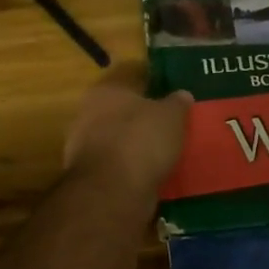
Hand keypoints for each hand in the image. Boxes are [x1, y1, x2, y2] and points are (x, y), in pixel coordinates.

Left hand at [64, 63, 192, 200]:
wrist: (113, 192)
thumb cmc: (141, 140)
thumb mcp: (171, 116)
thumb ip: (177, 103)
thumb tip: (182, 94)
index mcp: (106, 90)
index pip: (131, 76)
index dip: (153, 81)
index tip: (173, 90)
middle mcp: (89, 114)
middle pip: (122, 110)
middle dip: (144, 117)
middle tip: (172, 123)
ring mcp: (86, 147)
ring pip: (119, 139)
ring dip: (138, 144)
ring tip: (166, 151)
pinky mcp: (92, 176)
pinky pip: (118, 165)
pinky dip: (133, 168)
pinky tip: (154, 173)